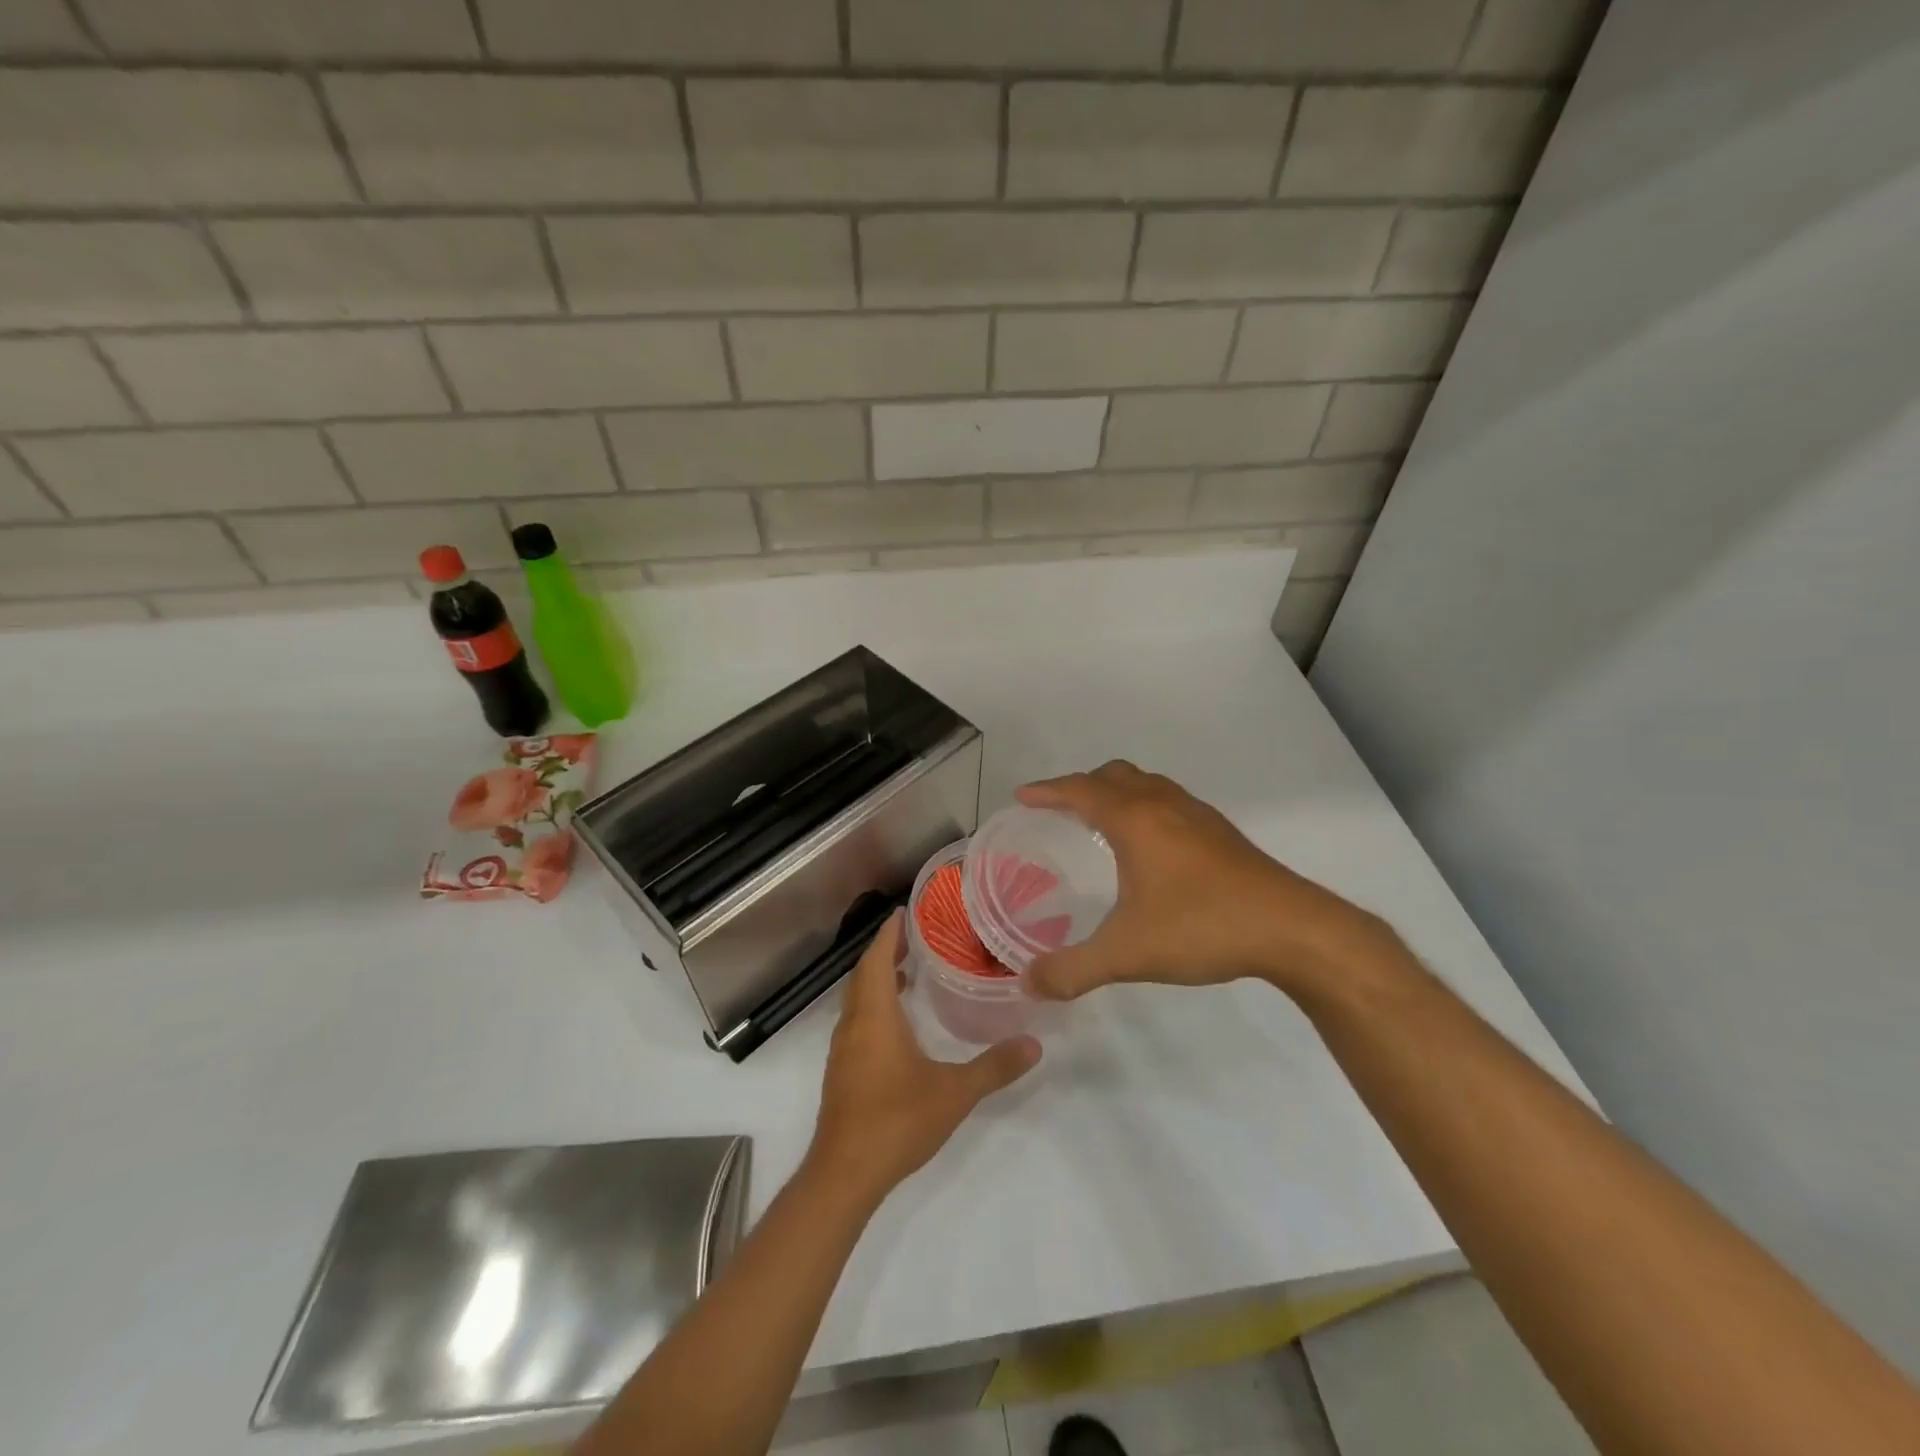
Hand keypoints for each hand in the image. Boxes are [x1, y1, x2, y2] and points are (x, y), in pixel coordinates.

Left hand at [806, 911, 1039, 1206]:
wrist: (844, 1174)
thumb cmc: (897, 1120)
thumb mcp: (954, 1092)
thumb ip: (994, 1067)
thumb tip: (1034, 1044)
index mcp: (875, 1016)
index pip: (877, 959)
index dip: (888, 933)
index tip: (905, 911)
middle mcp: (853, 1024)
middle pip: (864, 974)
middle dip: (886, 951)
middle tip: (916, 935)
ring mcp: (843, 1049)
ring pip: (858, 999)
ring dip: (878, 978)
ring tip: (910, 970)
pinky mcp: (842, 1070)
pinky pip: (857, 1020)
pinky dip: (875, 1004)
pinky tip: (899, 1021)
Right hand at [1018, 761, 1388, 1003]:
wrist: (1292, 929)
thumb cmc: (1202, 927)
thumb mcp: (1127, 954)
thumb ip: (1072, 969)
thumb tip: (1028, 984)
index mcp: (1135, 820)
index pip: (1080, 791)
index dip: (1047, 790)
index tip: (1022, 797)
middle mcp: (1164, 805)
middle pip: (1114, 775)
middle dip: (1081, 785)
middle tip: (1059, 809)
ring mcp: (1198, 815)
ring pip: (1147, 784)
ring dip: (1117, 792)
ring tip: (1101, 821)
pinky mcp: (1222, 832)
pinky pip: (1170, 801)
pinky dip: (1145, 806)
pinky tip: (1152, 847)